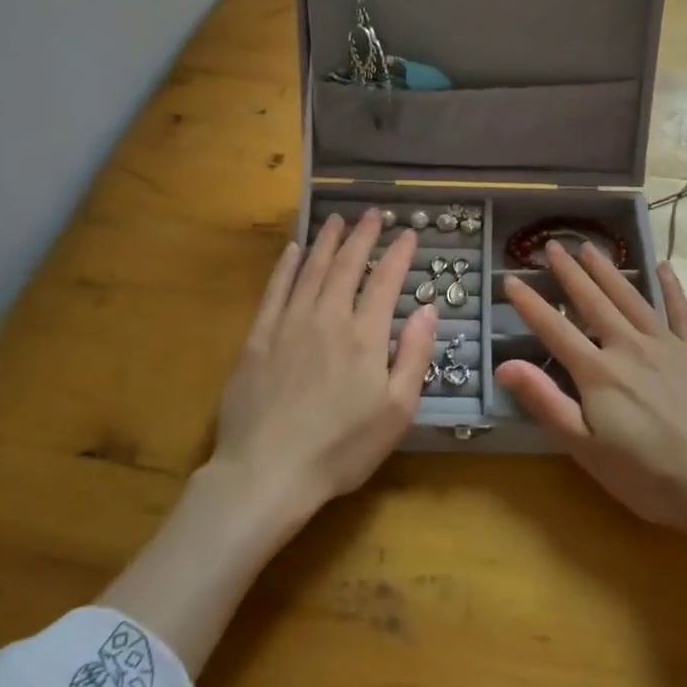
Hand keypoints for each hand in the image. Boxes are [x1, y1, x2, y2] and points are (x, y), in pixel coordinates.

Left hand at [208, 210, 437, 526]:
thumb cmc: (341, 448)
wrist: (267, 472)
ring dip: (326, 242)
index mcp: (365, 336)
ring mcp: (288, 325)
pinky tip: (292, 250)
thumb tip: (429, 310)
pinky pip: (274, 290)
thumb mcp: (396, 411)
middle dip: (363, 237)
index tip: (409, 233)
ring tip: (338, 220)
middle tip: (372, 214)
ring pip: (310, 270)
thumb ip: (414, 355)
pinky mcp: (257, 338)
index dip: (399, 254)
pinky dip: (285, 266)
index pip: (385, 281)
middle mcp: (327, 318)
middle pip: (347, 266)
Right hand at [494, 243, 686, 534]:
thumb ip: (546, 403)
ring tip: (589, 247)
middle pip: (593, 301)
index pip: (554, 329)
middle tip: (552, 245)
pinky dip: (670, 285)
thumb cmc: (649, 477)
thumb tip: (504, 365)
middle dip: (569, 272)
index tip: (509, 279)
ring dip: (607, 270)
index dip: (529, 304)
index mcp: (598, 372)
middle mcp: (628, 346)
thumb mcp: (586, 449)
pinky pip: (680, 309)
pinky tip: (663, 266)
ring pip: (630, 297)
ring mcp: (666, 344)